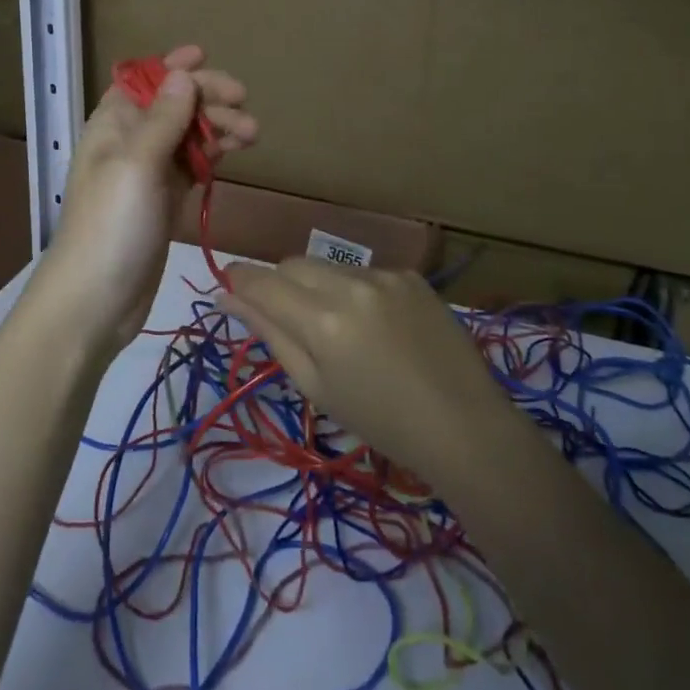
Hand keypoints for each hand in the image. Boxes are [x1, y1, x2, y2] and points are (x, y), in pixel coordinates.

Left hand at [36, 45, 255, 348]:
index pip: (143, 81)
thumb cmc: (111, 225)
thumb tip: (182, 73)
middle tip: (244, 106)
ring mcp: (149, 173)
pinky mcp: (165, 201)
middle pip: (172, 105)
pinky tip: (236, 151)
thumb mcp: (136, 164)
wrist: (96, 301)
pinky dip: (213, 155)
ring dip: (218, 127)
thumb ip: (162, 119)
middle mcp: (130, 142)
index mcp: (113, 125)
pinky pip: (192, 165)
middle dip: (207, 99)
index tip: (206, 56)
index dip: (171, 67)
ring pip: (188, 135)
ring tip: (253, 133)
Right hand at [216, 258, 518, 486]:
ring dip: (317, 286)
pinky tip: (376, 324)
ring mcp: (384, 275)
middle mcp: (350, 285)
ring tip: (338, 328)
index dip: (238, 279)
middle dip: (277, 282)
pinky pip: (364, 272)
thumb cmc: (380, 421)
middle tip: (284, 316)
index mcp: (322, 321)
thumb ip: (270, 334)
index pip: (262, 282)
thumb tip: (227, 297)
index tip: (226, 282)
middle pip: (292, 264)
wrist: (462, 424)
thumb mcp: (315, 386)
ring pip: (328, 266)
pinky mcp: (410, 275)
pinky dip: (355, 291)